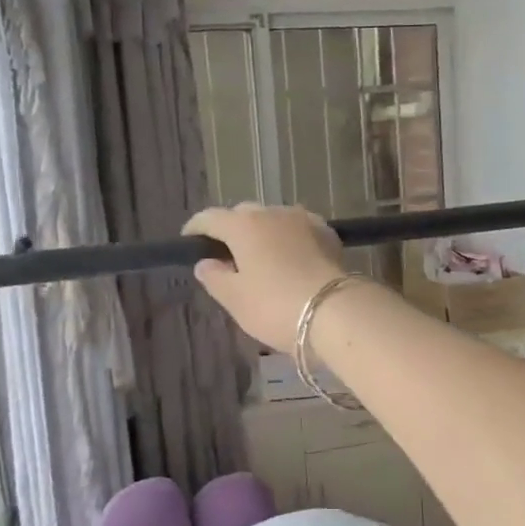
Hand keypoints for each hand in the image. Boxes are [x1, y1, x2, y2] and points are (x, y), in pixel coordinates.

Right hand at [183, 203, 350, 352]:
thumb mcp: (235, 299)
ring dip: (263, 232)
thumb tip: (206, 263)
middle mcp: (272, 213)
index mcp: (243, 225)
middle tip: (227, 255)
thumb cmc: (275, 306)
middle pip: (244, 214)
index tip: (189, 240)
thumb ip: (215, 278)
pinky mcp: (328, 234)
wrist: (335, 311)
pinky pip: (299, 229)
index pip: (210, 218)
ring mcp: (304, 220)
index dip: (196, 228)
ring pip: (274, 219)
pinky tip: (290, 256)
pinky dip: (288, 238)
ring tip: (260, 256)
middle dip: (232, 229)